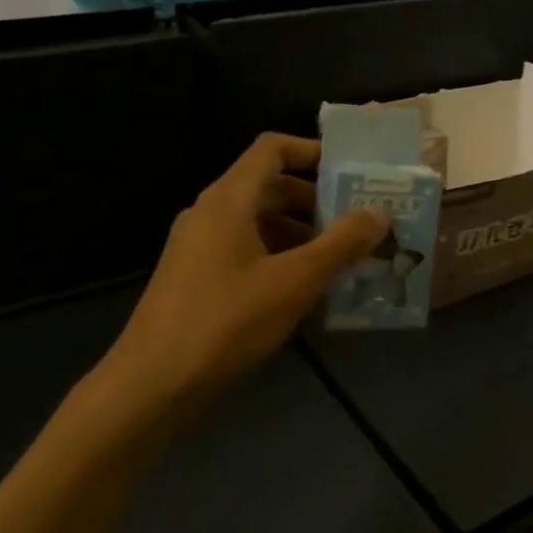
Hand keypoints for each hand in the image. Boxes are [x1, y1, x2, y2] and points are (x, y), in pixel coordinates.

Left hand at [99, 134, 387, 410]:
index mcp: (229, 199)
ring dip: (299, 232)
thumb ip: (340, 244)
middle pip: (268, 186)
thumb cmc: (227, 321)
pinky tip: (302, 289)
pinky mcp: (194, 276)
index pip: (271, 149)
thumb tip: (379, 213)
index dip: (311, 150)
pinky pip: (244, 248)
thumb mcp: (295, 282)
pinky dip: (277, 255)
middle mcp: (209, 212)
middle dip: (314, 200)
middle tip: (356, 223)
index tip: (349, 171)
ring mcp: (198, 245)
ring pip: (257, 221)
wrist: (152, 383)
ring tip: (339, 259)